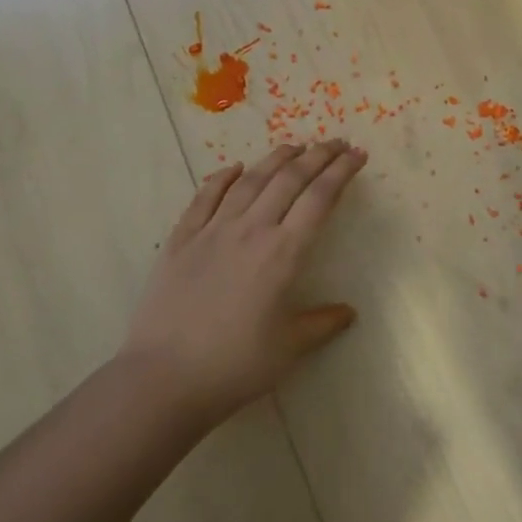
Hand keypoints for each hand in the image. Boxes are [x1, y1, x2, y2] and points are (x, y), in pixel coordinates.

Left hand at [123, 140, 367, 423]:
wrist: (164, 378)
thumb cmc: (234, 366)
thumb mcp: (288, 349)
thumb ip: (321, 324)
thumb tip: (348, 312)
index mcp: (283, 253)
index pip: (320, 199)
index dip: (341, 172)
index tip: (357, 155)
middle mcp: (251, 230)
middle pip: (289, 179)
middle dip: (317, 156)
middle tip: (335, 142)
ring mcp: (213, 231)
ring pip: (250, 181)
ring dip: (276, 158)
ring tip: (294, 146)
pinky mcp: (182, 239)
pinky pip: (205, 197)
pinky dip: (222, 177)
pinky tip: (234, 168)